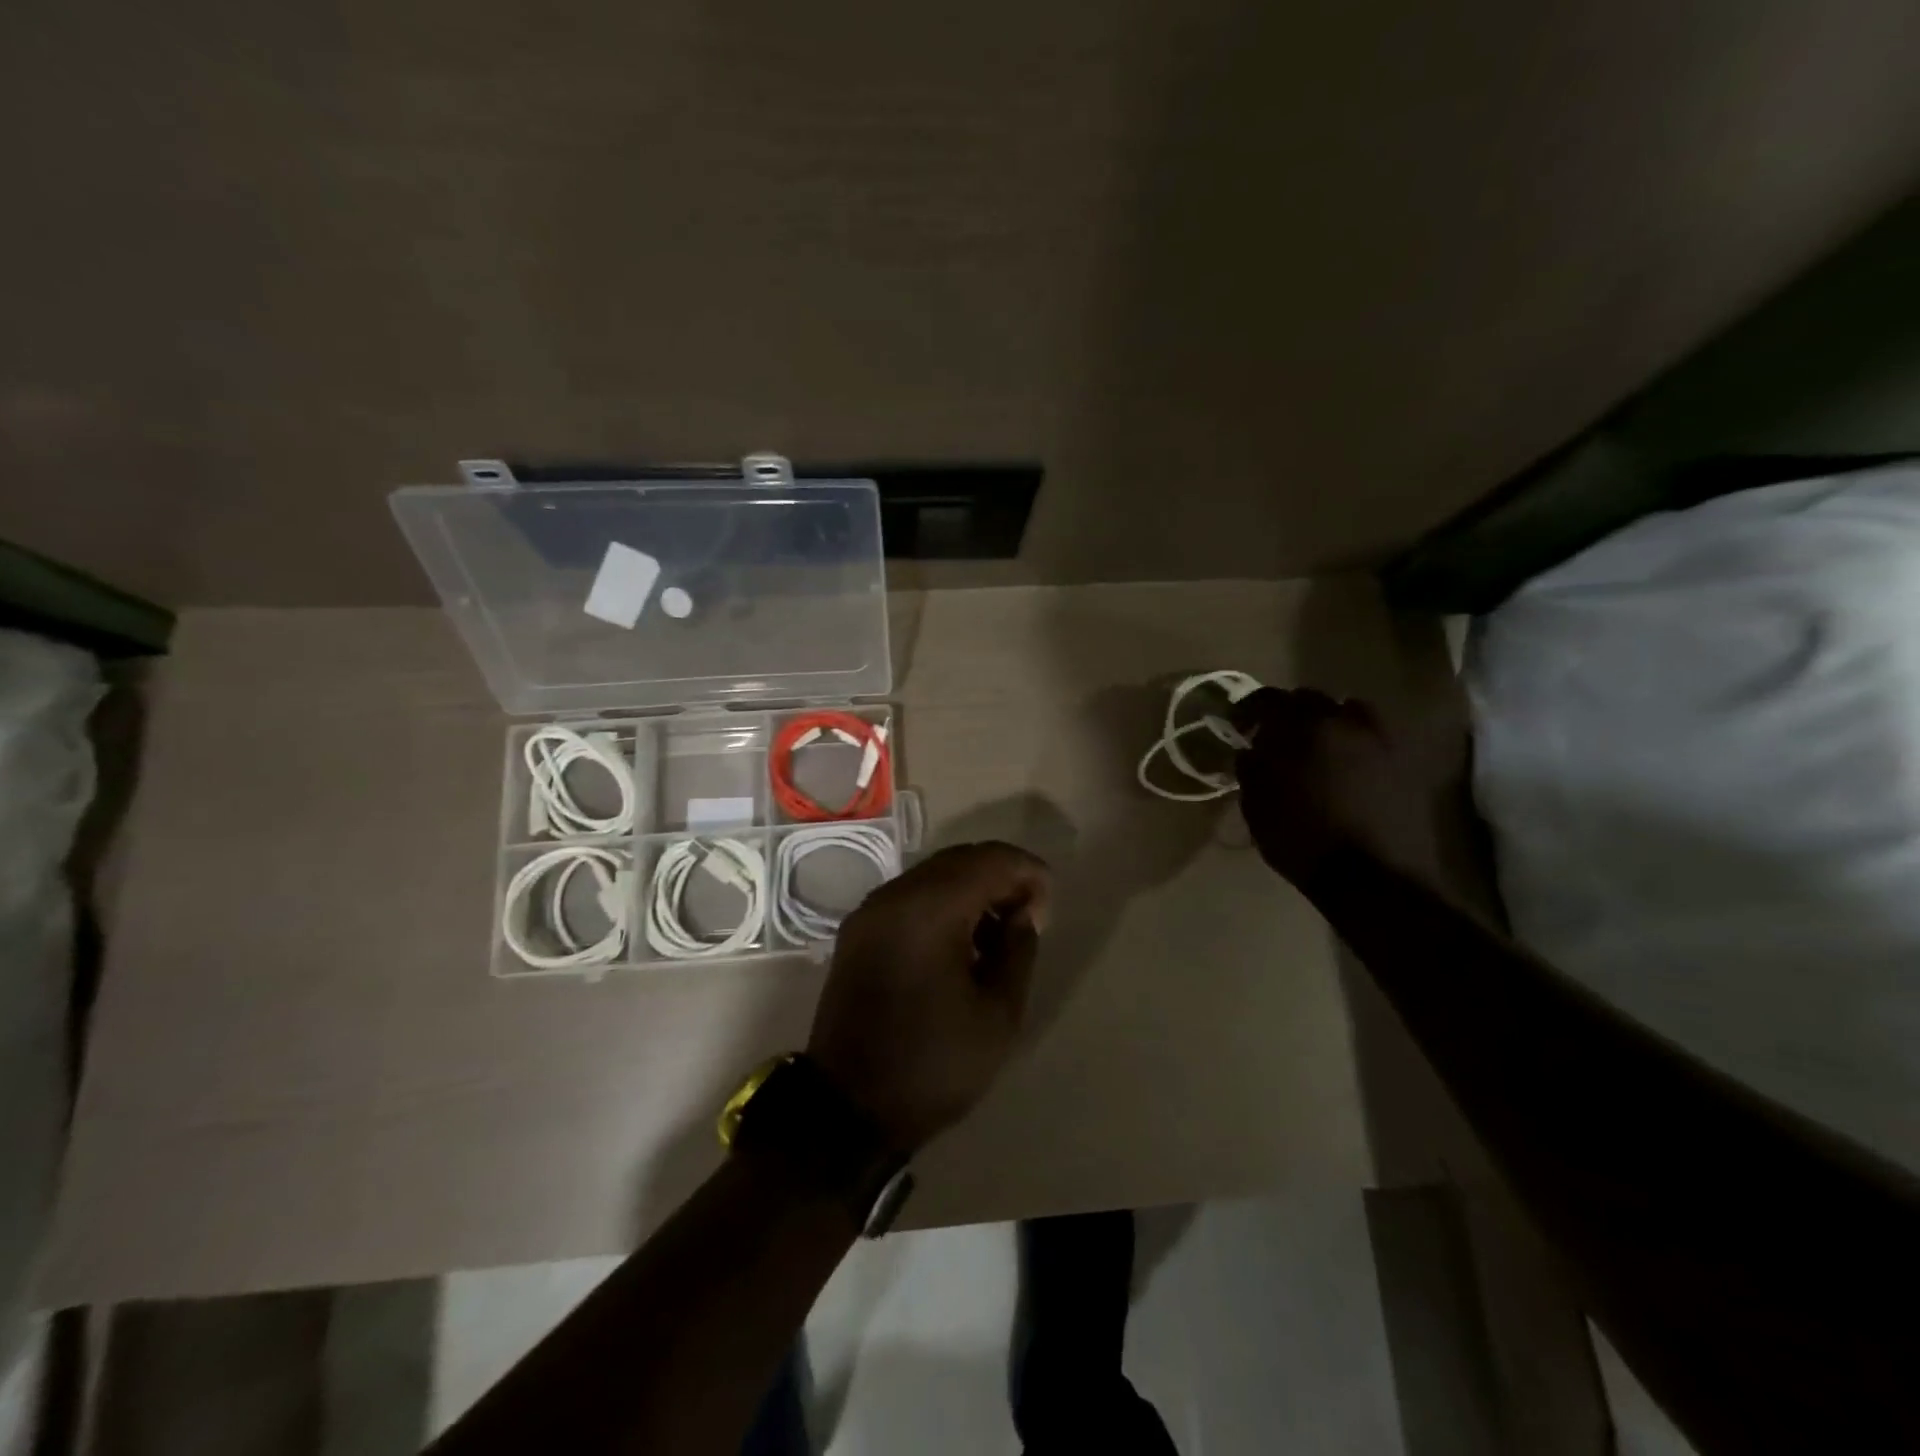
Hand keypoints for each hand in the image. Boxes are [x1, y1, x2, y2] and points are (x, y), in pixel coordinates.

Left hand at [808, 842, 1050, 1152]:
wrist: (848, 1108)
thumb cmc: (933, 1064)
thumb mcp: (998, 1013)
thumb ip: (1018, 948)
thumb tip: (1023, 911)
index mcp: (929, 909)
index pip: (990, 860)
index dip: (1028, 872)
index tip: (1047, 907)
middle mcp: (894, 895)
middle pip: (960, 859)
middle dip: (1001, 876)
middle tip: (1029, 916)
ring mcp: (870, 910)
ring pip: (933, 874)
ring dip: (971, 888)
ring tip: (998, 931)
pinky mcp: (858, 930)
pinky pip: (910, 895)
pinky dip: (942, 902)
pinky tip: (960, 941)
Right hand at [1231, 688, 1440, 891]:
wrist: (1370, 877)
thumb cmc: (1301, 839)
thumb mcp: (1258, 806)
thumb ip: (1251, 768)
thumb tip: (1250, 750)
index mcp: (1302, 728)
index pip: (1267, 700)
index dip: (1248, 710)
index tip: (1238, 725)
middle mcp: (1343, 721)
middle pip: (1310, 699)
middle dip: (1289, 713)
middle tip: (1276, 737)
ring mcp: (1379, 738)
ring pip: (1348, 712)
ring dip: (1328, 723)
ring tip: (1318, 747)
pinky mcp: (1403, 760)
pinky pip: (1372, 736)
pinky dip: (1355, 742)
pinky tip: (1347, 765)